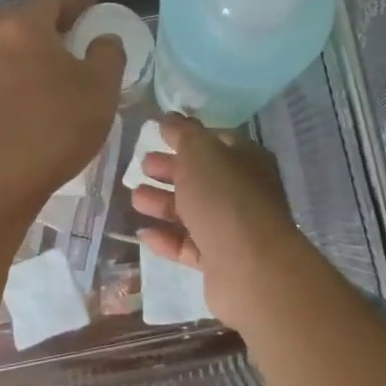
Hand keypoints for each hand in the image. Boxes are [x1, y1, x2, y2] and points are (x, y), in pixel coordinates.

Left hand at [0, 0, 124, 208]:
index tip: (96, 8)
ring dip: (38, 51)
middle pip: (27, 19)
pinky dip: (26, 74)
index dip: (78, 0)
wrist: (1, 173)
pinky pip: (6, 74)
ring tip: (65, 66)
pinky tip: (44, 94)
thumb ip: (108, 54)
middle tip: (81, 34)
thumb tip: (104, 40)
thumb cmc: (57, 120)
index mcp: (25, 24)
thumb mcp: (101, 86)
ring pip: (14, 48)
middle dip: (55, 23)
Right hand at [129, 114, 305, 326]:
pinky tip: (143, 233)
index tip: (157, 135)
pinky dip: (167, 238)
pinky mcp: (221, 262)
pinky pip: (190, 245)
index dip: (187, 137)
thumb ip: (182, 134)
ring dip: (164, 203)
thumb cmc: (225, 198)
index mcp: (247, 160)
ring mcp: (234, 229)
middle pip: (203, 177)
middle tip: (142, 166)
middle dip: (171, 170)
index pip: (216, 141)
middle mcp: (244, 192)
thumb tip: (169, 118)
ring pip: (194, 211)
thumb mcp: (200, 153)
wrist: (250, 267)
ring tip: (135, 197)